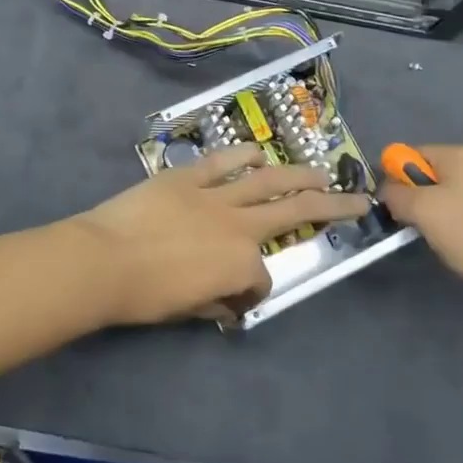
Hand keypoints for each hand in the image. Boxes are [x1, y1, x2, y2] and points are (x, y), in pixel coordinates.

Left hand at [72, 145, 368, 325]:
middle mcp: (239, 226)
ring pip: (267, 181)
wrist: (104, 261)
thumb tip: (227, 303)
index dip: (252, 291)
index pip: (261, 279)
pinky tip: (258, 153)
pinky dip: (243, 155)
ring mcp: (215, 196)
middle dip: (331, 206)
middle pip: (294, 212)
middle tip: (358, 199)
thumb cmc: (144, 296)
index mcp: (240, 265)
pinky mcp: (188, 177)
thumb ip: (215, 303)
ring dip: (297, 174)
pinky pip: (223, 162)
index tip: (236, 300)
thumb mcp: (187, 310)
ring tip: (319, 171)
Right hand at [379, 143, 462, 298]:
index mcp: (457, 154)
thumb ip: (397, 196)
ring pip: (458, 194)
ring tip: (449, 242)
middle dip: (422, 199)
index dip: (396, 179)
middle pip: (435, 174)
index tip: (397, 208)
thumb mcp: (423, 213)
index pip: (411, 155)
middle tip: (421, 228)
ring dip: (446, 213)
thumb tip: (388, 190)